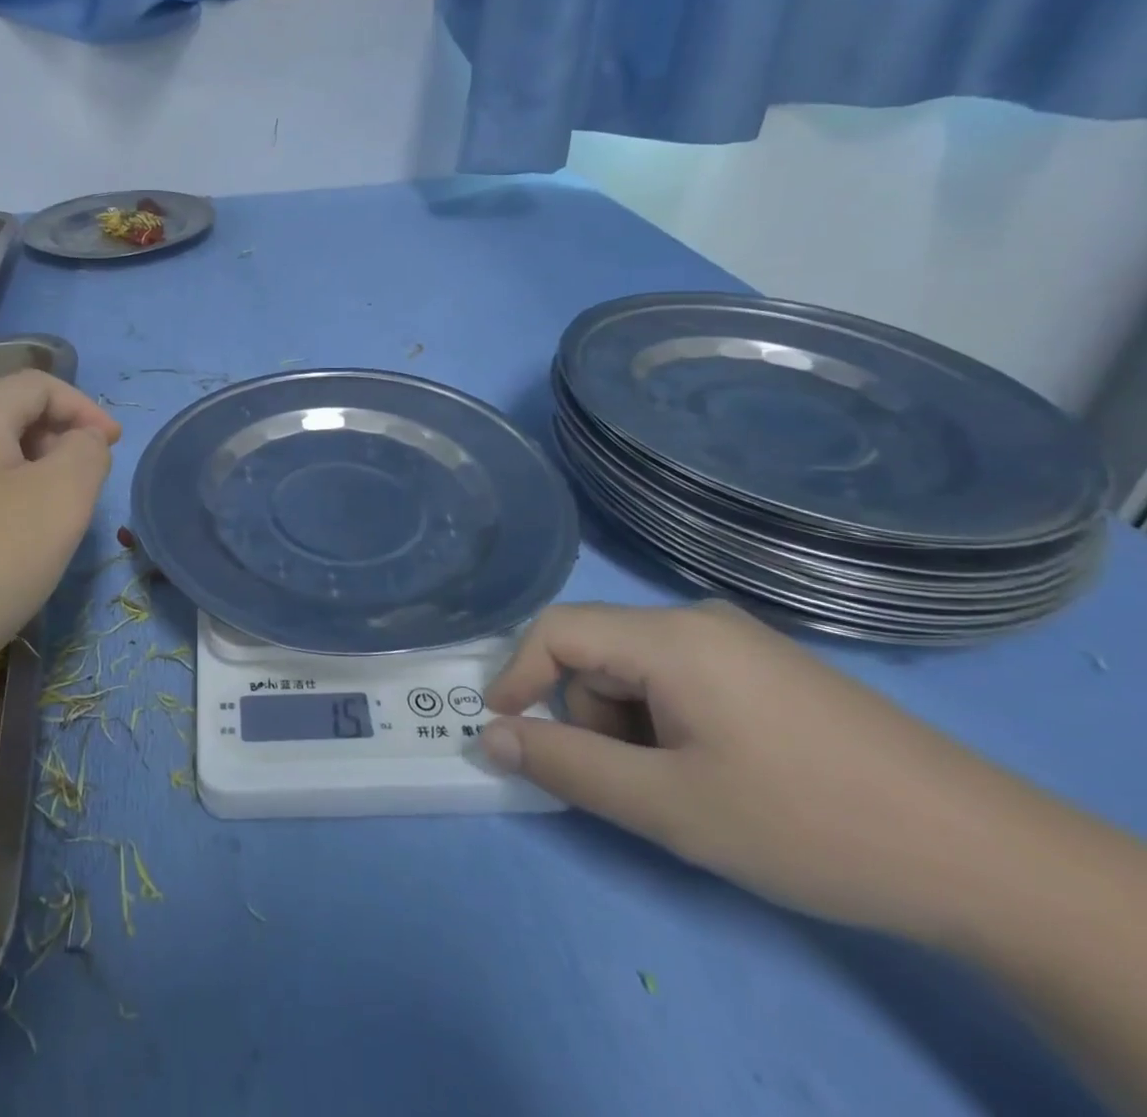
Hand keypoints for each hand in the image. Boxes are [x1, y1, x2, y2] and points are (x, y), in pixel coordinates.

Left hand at [0, 371, 119, 678]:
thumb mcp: (61, 499)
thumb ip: (86, 453)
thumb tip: (79, 441)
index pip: (36, 384)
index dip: (83, 407)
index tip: (112, 447)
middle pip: (9, 414)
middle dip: (58, 439)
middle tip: (84, 487)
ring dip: (32, 472)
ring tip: (51, 519)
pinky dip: (2, 498)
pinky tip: (8, 545)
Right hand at [482, 600, 1040, 944]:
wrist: (990, 862)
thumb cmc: (809, 825)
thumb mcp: (671, 807)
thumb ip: (567, 766)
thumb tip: (491, 735)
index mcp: (672, 636)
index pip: (557, 631)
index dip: (516, 674)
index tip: (502, 729)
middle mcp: (699, 620)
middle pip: (599, 653)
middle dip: (589, 717)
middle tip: (632, 788)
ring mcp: (740, 641)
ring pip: (638, 670)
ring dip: (631, 726)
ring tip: (685, 790)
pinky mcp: (768, 669)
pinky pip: (681, 679)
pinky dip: (668, 723)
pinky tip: (720, 773)